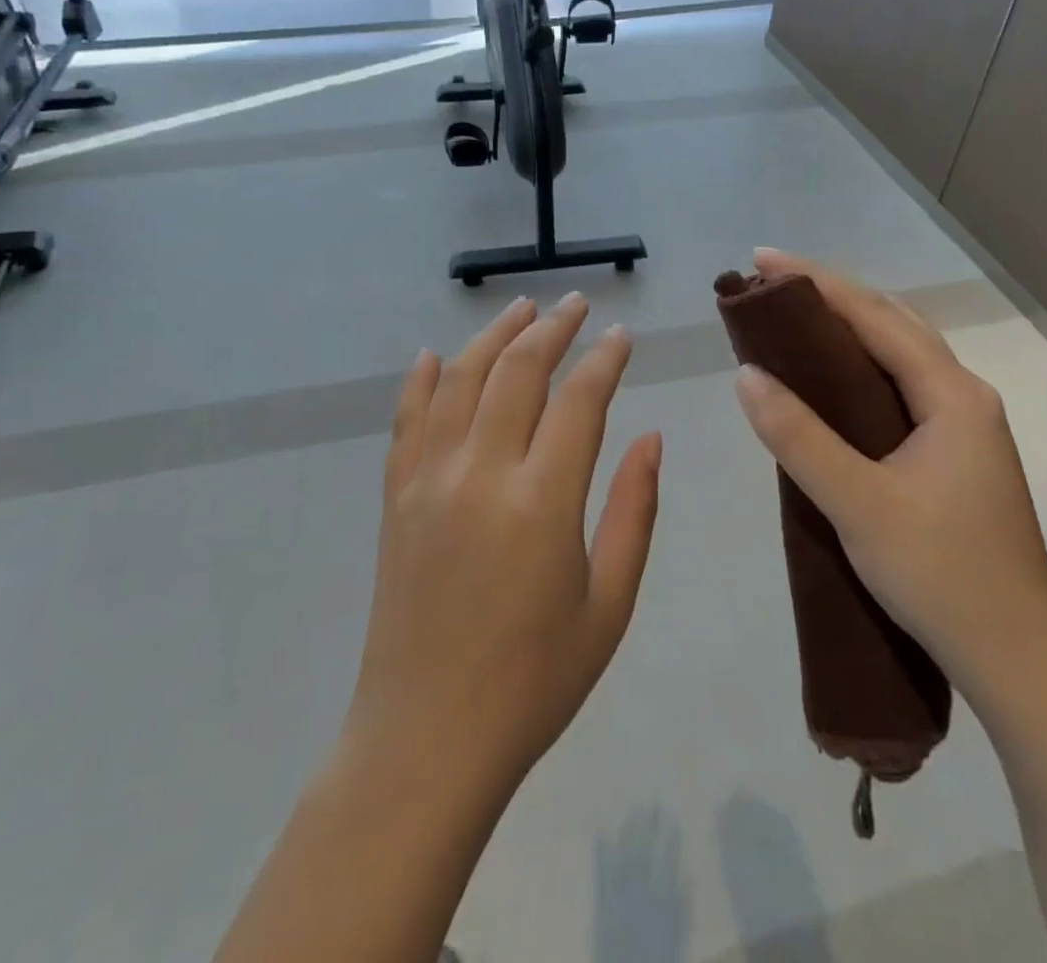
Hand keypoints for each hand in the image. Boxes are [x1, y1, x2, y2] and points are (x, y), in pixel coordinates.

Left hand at [343, 293, 662, 804]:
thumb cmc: (533, 681)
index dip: (604, 359)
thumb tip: (650, 437)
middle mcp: (480, 473)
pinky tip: (436, 355)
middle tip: (578, 305)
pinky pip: (408, 421)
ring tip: (522, 309)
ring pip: (461, 380)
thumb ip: (634, 511)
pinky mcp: (396, 498)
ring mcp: (429, 481)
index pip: (579, 400)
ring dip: (494, 336)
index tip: (622, 335)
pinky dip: (423, 380)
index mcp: (541, 501)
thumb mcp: (609, 604)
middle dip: (553, 329)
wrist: (426, 740)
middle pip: (518, 371)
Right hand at [733, 250, 1046, 718]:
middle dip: (832, 296)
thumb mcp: (858, 503)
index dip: (817, 283)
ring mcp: (965, 429)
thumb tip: (746, 374)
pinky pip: (901, 388)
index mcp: (952, 396)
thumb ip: (798, 437)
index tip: (763, 260)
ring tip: (794, 321)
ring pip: (901, 356)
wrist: (1019, 662)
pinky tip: (832, 384)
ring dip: (849, 329)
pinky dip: (861, 368)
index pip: (876, 317)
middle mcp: (965, 399)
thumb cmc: (942, 576)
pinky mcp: (955, 458)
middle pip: (893, 325)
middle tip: (772, 286)